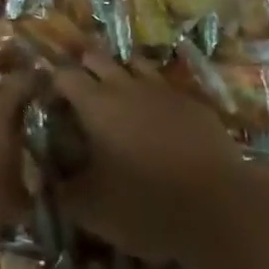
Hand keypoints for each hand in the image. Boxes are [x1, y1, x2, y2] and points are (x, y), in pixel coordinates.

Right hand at [54, 51, 249, 265]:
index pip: (64, 75)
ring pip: (134, 64)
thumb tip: (48, 181)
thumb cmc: (147, 205)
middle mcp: (127, 86)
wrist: (220, 207)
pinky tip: (155, 115)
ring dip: (120, 73)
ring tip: (116, 94)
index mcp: (96, 105)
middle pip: (98, 58)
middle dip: (84, 67)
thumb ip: (63, 192)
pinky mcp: (193, 103)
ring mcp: (163, 90)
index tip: (48, 99)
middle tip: (78, 90)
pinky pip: (165, 86)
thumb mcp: (92, 210)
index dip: (52, 82)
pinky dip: (153, 94)